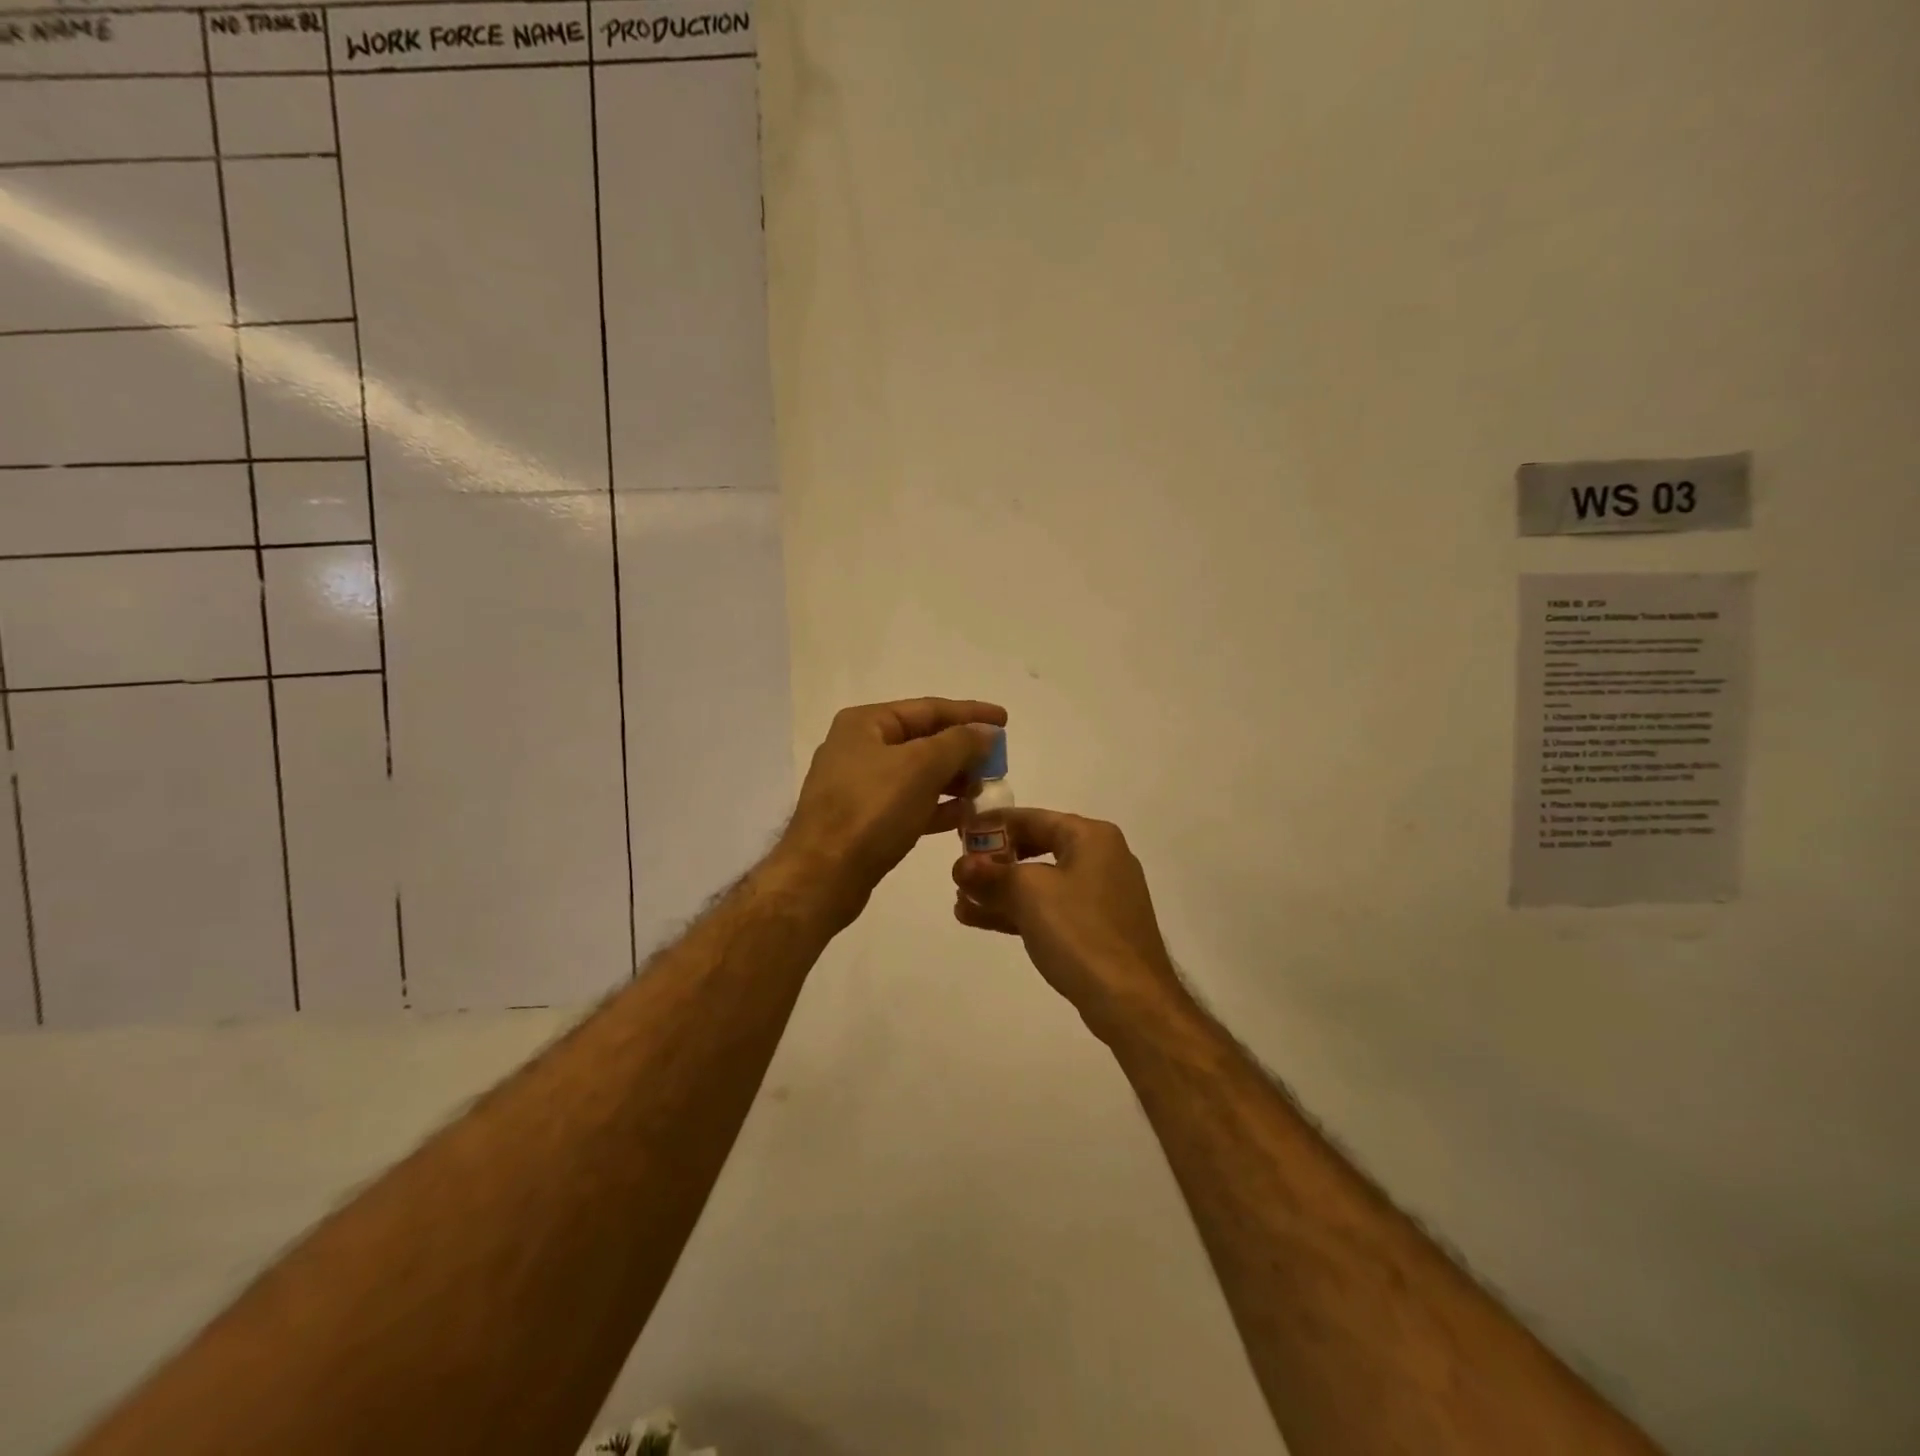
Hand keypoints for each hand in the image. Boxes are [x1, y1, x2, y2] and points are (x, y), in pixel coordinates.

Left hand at [780, 698, 1005, 928]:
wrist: (823, 876)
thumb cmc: (871, 811)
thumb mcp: (921, 767)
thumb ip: (960, 743)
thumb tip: (986, 731)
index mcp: (866, 724)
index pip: (928, 709)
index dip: (970, 713)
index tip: (1005, 720)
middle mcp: (860, 748)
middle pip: (923, 740)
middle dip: (963, 751)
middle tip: (999, 762)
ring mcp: (859, 786)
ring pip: (918, 775)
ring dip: (954, 780)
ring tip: (986, 790)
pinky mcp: (865, 820)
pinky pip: (909, 804)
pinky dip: (937, 807)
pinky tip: (965, 816)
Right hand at [952, 809, 1185, 1041]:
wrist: (1131, 1000)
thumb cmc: (1080, 932)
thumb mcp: (1029, 894)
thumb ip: (990, 874)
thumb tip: (961, 865)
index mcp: (1091, 837)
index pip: (1032, 818)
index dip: (992, 825)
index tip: (959, 833)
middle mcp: (1099, 858)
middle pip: (1035, 848)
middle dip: (994, 862)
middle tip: (959, 873)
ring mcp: (1099, 895)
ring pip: (1039, 883)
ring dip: (999, 891)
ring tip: (960, 902)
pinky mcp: (1094, 928)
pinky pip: (1048, 909)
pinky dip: (1017, 911)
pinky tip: (978, 919)